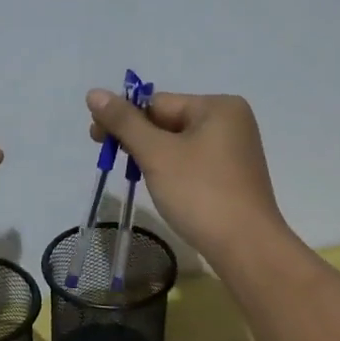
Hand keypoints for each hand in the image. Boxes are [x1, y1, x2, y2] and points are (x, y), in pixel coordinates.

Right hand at [86, 88, 290, 266]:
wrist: (246, 247)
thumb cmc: (200, 193)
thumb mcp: (157, 154)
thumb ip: (124, 122)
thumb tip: (94, 93)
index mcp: (218, 107)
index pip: (157, 103)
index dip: (124, 118)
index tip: (96, 138)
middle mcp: (231, 122)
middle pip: (169, 121)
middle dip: (137, 138)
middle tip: (109, 158)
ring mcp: (234, 151)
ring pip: (179, 144)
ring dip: (152, 155)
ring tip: (133, 174)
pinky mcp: (232, 176)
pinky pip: (192, 162)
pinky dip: (171, 169)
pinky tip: (159, 186)